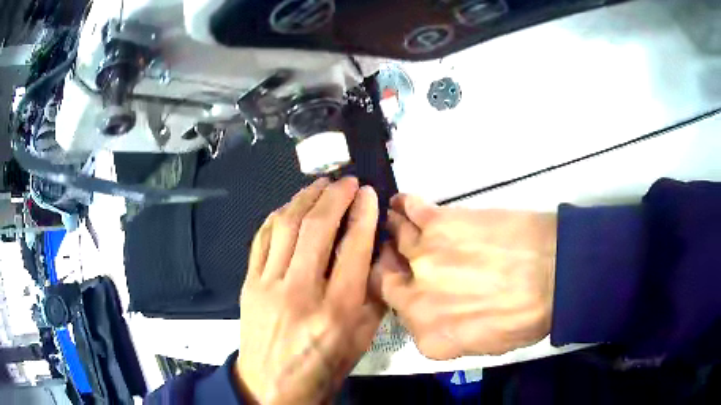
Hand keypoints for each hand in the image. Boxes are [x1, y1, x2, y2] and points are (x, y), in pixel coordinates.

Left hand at [236, 177, 385, 404]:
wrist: (275, 386)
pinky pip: (261, 238)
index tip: (368, 194)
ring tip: (319, 184)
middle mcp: (301, 291)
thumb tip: (376, 250)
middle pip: (317, 227)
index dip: (364, 213)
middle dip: (335, 195)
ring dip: (304, 197)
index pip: (354, 246)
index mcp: (337, 309)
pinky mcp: (249, 284)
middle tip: (346, 181)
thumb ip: (373, 293)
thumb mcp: (362, 337)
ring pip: (286, 225)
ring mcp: (269, 285)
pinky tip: (289, 207)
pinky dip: (276, 216)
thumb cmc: (325, 366)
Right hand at [371, 194, 556, 359]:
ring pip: (396, 239)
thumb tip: (437, 313)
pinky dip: (404, 205)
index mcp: (429, 336)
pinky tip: (401, 202)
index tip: (413, 287)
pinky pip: (411, 209)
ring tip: (394, 223)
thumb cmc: (529, 315)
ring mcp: (425, 258)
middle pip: (387, 278)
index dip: (407, 299)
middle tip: (397, 255)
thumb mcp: (486, 345)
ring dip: (393, 231)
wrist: (555, 274)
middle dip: (390, 266)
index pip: (402, 315)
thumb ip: (449, 334)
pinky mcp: (440, 223)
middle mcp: (416, 299)